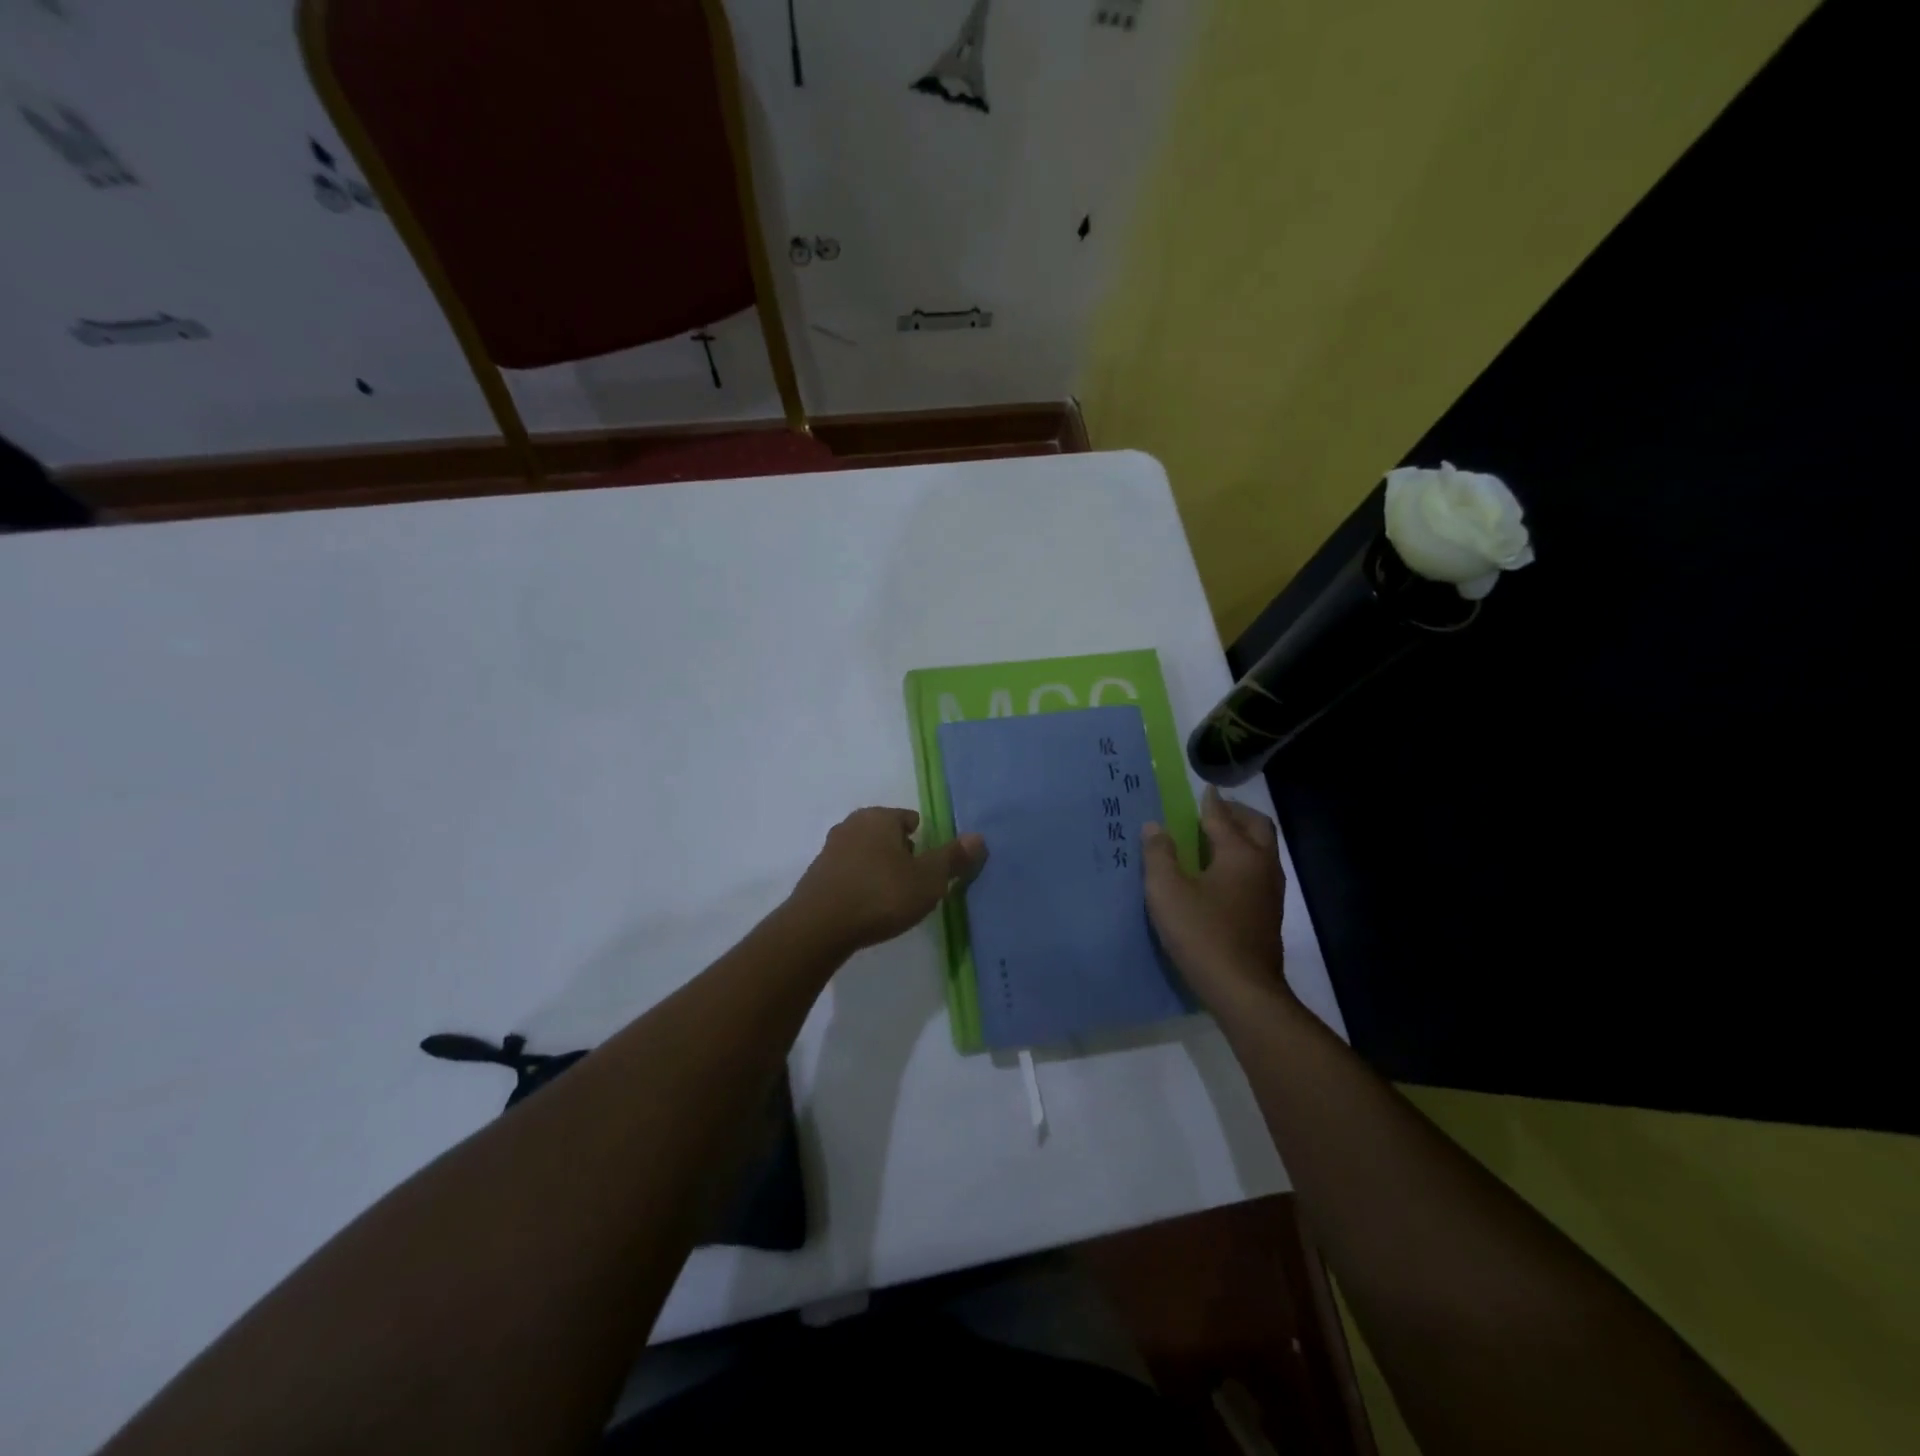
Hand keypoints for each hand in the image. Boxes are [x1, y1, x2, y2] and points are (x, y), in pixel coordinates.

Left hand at [786, 807, 985, 954]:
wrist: (818, 927)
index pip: (909, 819)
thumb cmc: (881, 895)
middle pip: (886, 834)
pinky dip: (859, 885)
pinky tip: (866, 907)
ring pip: (865, 853)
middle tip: (913, 884)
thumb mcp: (928, 880)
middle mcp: (851, 825)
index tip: (929, 868)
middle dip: (900, 854)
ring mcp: (829, 850)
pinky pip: (848, 874)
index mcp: (879, 817)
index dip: (924, 842)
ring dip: (878, 870)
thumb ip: (953, 858)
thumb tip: (979, 837)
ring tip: (891, 899)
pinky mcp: (816, 876)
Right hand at [1141, 787, 1289, 1011]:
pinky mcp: (1268, 915)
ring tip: (1216, 838)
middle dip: (1237, 814)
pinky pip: (1259, 872)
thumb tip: (1154, 827)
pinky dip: (1243, 860)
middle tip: (1214, 810)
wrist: (1243, 991)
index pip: (1222, 817)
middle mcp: (1262, 866)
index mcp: (1240, 854)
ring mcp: (1270, 892)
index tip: (1204, 789)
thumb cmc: (1202, 934)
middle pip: (1257, 827)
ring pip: (1262, 851)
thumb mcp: (1167, 892)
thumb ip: (1159, 855)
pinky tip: (1223, 874)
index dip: (1210, 802)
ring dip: (1243, 837)